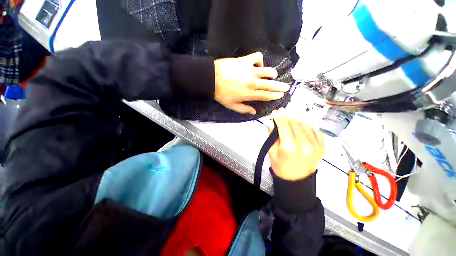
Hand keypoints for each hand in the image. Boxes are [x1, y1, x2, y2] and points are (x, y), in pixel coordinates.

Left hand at [214, 52, 289, 114]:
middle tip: (286, 87)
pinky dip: (260, 60)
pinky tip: (258, 64)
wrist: (211, 78)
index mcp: (249, 94)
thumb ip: (244, 109)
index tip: (280, 95)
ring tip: (274, 75)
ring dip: (272, 73)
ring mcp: (249, 70)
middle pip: (269, 85)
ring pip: (267, 71)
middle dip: (279, 86)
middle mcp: (252, 83)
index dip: (274, 96)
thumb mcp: (231, 105)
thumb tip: (254, 112)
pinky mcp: (245, 60)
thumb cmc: (221, 93)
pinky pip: (257, 57)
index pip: (265, 95)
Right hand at [269, 109, 324, 180]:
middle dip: (287, 116)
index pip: (284, 126)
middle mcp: (304, 144)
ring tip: (291, 117)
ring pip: (306, 124)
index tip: (275, 112)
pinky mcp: (322, 147)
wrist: (296, 181)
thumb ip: (272, 136)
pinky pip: (316, 131)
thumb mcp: (272, 152)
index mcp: (290, 147)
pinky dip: (309, 125)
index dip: (279, 117)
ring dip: (297, 119)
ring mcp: (316, 145)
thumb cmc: (281, 167)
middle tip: (282, 113)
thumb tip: (271, 123)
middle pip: (295, 123)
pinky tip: (303, 124)